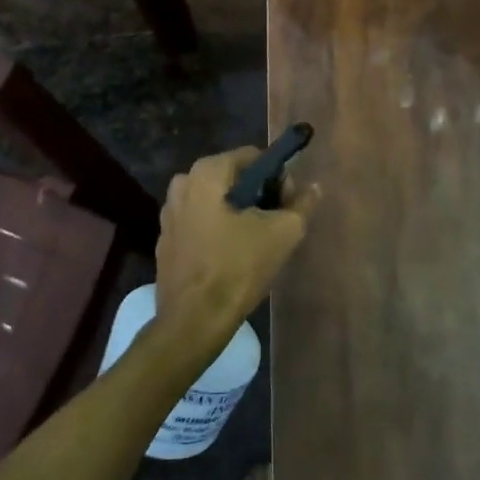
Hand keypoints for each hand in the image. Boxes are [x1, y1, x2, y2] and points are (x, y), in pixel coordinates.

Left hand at [154, 147, 319, 354]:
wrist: (193, 321)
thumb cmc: (238, 267)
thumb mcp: (283, 233)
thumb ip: (302, 204)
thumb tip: (313, 187)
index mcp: (206, 173)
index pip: (254, 158)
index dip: (278, 177)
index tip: (289, 203)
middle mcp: (182, 185)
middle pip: (233, 179)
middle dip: (258, 195)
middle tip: (277, 223)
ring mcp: (169, 214)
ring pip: (216, 202)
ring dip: (239, 214)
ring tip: (258, 242)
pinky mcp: (166, 242)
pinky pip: (201, 224)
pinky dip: (219, 231)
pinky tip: (233, 257)